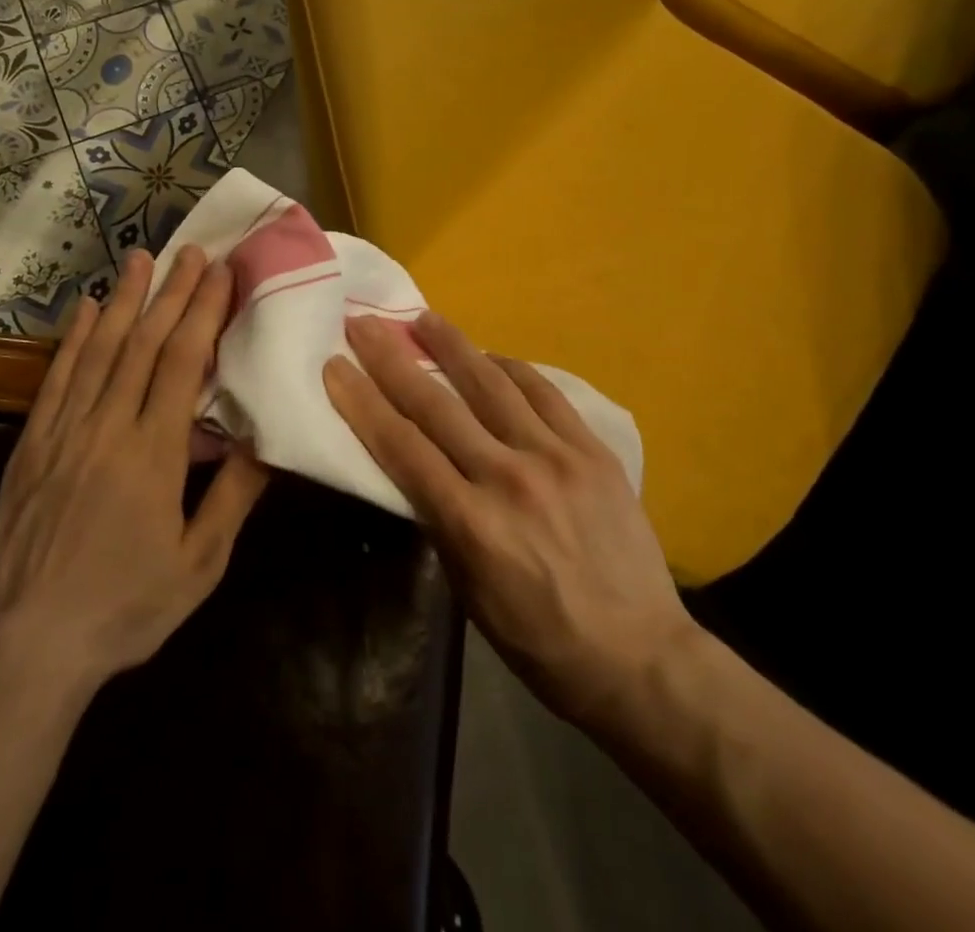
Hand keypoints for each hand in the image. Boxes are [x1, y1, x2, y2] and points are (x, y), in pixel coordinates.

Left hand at [0, 246, 269, 692]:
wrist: (28, 645)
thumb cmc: (126, 606)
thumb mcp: (199, 564)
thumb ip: (234, 496)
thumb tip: (266, 438)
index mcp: (154, 454)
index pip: (182, 364)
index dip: (203, 313)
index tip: (221, 273)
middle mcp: (108, 429)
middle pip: (144, 345)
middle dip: (172, 293)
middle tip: (191, 251)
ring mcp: (64, 433)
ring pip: (99, 351)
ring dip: (124, 301)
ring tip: (141, 258)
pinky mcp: (31, 445)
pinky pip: (57, 380)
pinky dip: (74, 340)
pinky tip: (87, 310)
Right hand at [323, 312, 691, 730]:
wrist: (639, 655)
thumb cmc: (539, 639)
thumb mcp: (469, 591)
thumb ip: (441, 520)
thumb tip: (418, 466)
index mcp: (472, 523)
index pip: (402, 446)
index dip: (362, 402)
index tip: (336, 365)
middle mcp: (509, 478)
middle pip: (437, 404)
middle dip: (393, 359)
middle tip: (365, 324)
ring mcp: (556, 458)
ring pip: (492, 384)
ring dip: (453, 345)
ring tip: (425, 318)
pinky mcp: (593, 451)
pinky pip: (545, 393)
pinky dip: (513, 368)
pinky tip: (492, 356)